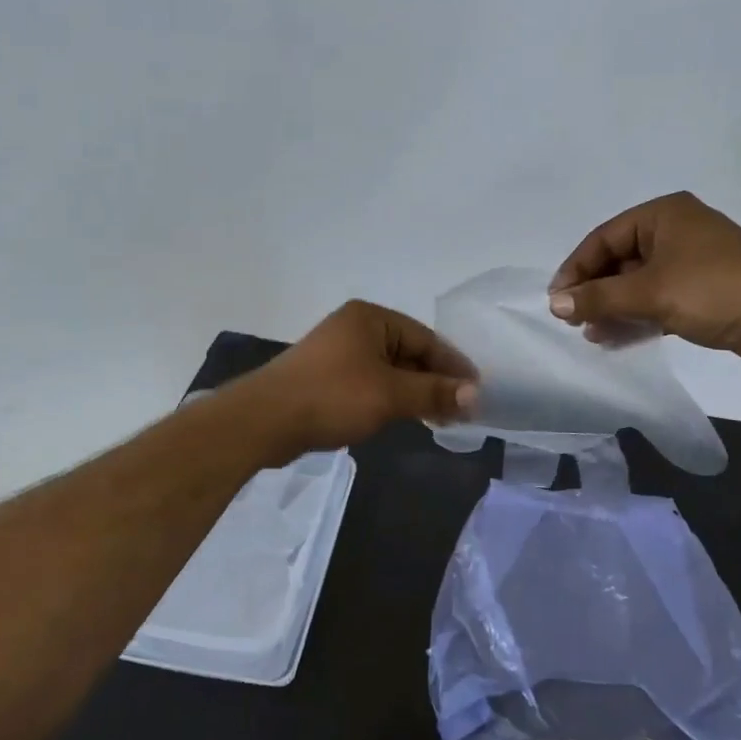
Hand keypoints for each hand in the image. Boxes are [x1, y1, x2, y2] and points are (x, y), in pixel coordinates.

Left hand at [231, 301, 477, 460]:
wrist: (263, 421)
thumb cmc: (332, 397)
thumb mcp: (390, 395)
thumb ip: (433, 393)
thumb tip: (475, 394)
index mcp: (371, 318)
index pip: (426, 339)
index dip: (453, 366)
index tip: (477, 392)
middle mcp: (355, 327)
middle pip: (409, 352)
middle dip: (434, 381)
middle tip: (461, 409)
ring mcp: (338, 352)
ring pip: (390, 370)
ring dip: (414, 392)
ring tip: (439, 417)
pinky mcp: (326, 376)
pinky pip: (370, 382)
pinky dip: (390, 397)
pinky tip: (402, 417)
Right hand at [548, 192, 740, 371]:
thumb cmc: (714, 290)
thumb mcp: (650, 292)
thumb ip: (599, 297)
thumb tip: (555, 303)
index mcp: (664, 214)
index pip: (604, 237)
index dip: (576, 268)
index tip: (557, 300)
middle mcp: (677, 231)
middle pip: (620, 260)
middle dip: (596, 291)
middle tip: (572, 320)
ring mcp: (693, 262)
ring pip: (639, 283)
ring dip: (614, 308)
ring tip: (592, 335)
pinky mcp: (705, 292)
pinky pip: (659, 300)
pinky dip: (638, 317)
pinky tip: (618, 338)